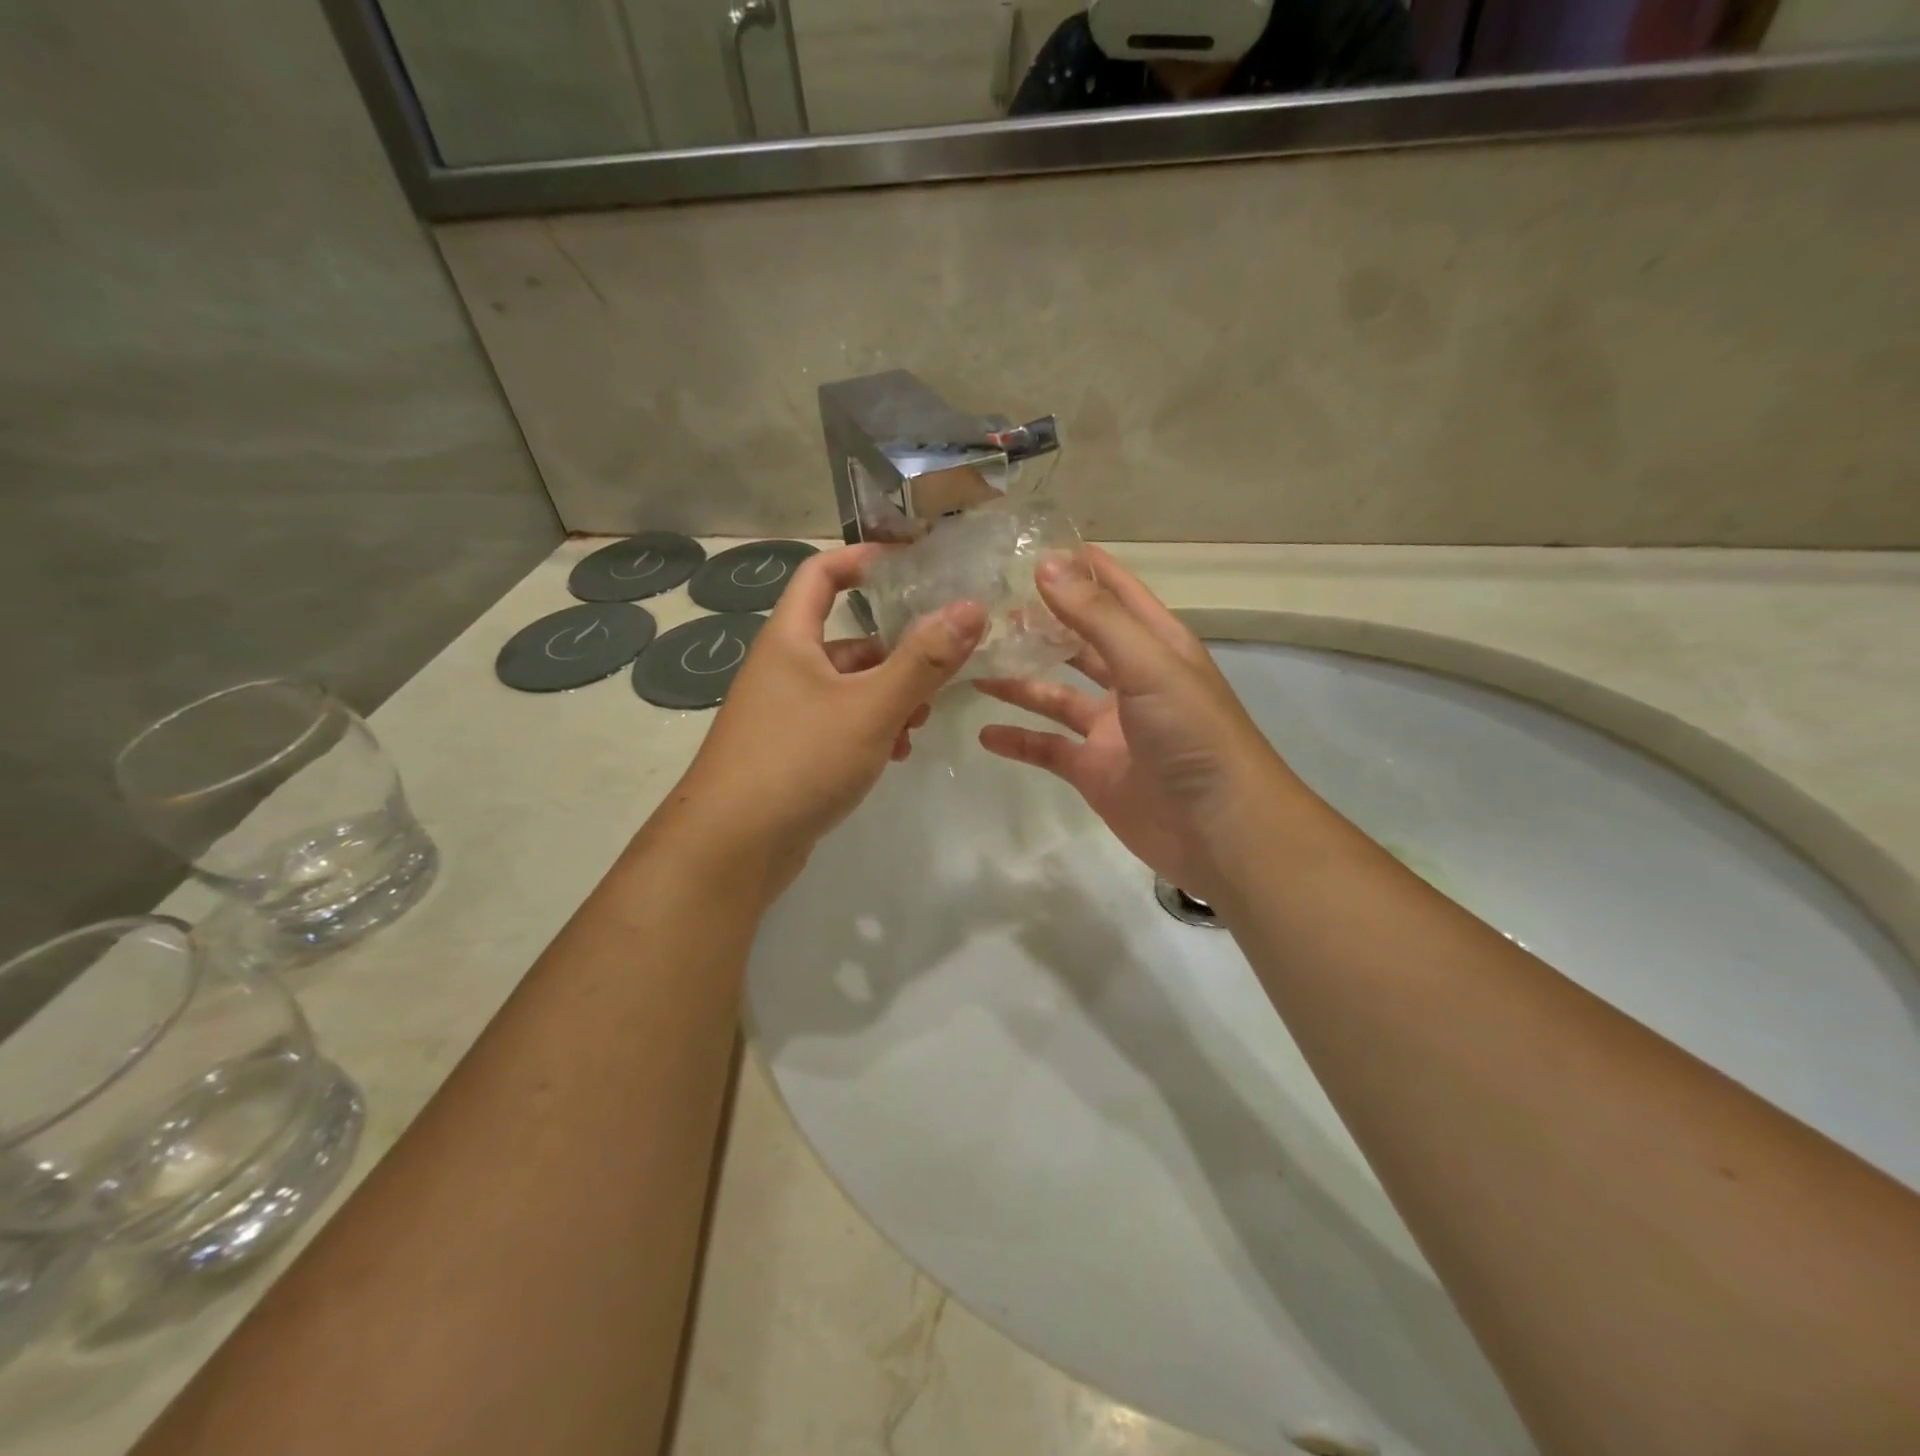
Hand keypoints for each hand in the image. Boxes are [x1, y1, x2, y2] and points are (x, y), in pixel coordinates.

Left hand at [659, 544, 985, 894]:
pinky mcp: (790, 753)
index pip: (821, 574)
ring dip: (889, 696)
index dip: (861, 559)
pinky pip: (839, 724)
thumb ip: (923, 661)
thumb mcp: (870, 707)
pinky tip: (895, 754)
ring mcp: (784, 714)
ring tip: (922, 721)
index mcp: (791, 640)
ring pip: (848, 687)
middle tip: (941, 665)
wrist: (731, 847)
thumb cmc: (799, 760)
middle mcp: (783, 669)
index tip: (909, 562)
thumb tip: (971, 608)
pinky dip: (871, 730)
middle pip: (847, 638)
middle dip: (896, 650)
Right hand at [976, 548, 1296, 905]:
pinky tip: (984, 732)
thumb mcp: (1147, 664)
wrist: (1220, 829)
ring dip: (1020, 681)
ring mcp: (1110, 728)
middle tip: (988, 607)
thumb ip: (1097, 617)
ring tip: (974, 664)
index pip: (1116, 592)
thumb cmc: (1193, 734)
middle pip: (1079, 641)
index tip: (1034, 546)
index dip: (1081, 567)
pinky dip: (1018, 740)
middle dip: (1040, 624)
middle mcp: (1132, 680)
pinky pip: (1047, 748)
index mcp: (1155, 645)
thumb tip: (1047, 564)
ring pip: (1056, 694)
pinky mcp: (1093, 770)